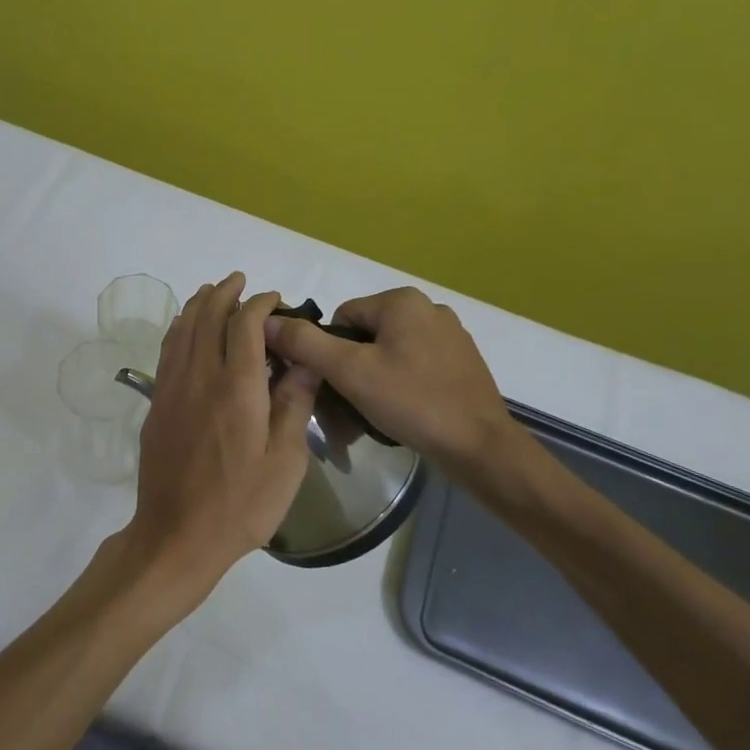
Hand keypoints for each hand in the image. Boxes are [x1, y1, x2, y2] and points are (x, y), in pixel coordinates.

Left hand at [126, 273, 320, 607]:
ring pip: (182, 329)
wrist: (177, 535)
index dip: (260, 304)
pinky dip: (179, 328)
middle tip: (241, 281)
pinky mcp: (157, 403)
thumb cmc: (241, 504)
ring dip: (199, 304)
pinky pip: (167, 350)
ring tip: (213, 291)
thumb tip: (303, 359)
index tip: (275, 299)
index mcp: (236, 387)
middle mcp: (200, 377)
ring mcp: (172, 388)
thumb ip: (294, 404)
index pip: (245, 325)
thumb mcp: (285, 461)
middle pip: (208, 316)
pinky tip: (185, 328)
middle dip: (225, 292)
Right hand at [263, 286, 513, 476]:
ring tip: (372, 417)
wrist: (482, 448)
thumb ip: (305, 343)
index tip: (335, 387)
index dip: (329, 354)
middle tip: (348, 410)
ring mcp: (449, 336)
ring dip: (372, 382)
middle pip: (365, 336)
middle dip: (350, 372)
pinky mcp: (461, 363)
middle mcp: (428, 308)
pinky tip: (401, 415)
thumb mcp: (349, 371)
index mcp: (402, 300)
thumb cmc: (412, 402)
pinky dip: (399, 387)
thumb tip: (268, 320)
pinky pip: (414, 368)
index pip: (341, 317)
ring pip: (388, 355)